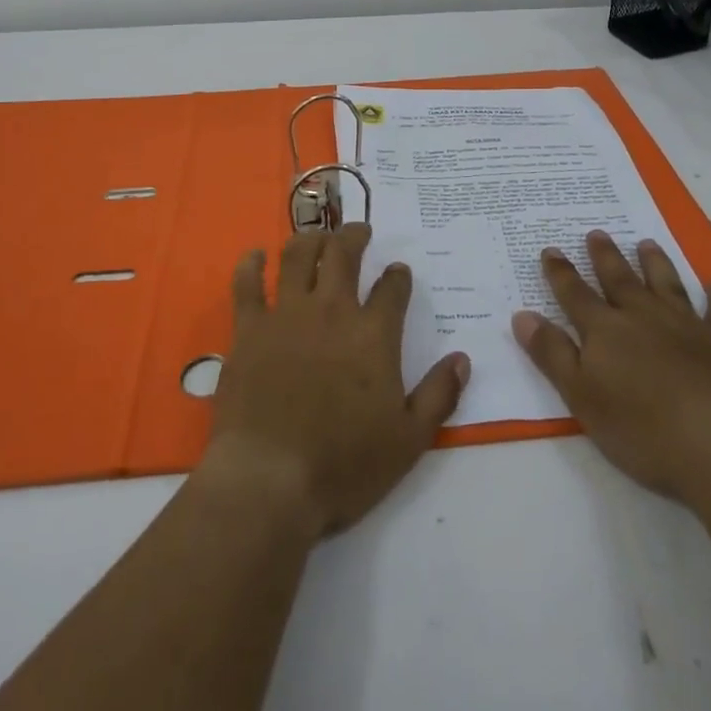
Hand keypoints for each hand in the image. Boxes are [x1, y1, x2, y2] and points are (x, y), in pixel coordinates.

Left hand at [203, 224, 470, 540]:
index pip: (392, 289)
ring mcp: (286, 315)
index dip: (398, 276)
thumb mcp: (409, 440)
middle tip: (359, 231)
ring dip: (311, 239)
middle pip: (344, 254)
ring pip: (298, 256)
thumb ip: (439, 395)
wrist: (270, 478)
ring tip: (317, 237)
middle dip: (354, 236)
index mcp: (373, 334)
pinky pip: (247, 284)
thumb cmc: (344, 464)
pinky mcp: (249, 329)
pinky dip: (251, 265)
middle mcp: (331, 311)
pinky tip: (256, 256)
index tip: (398, 272)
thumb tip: (462, 359)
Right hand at [512, 231, 710, 503]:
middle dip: (605, 257)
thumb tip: (523, 315)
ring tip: (646, 243)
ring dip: (655, 264)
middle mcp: (643, 317)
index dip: (560, 274)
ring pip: (667, 285)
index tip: (550, 250)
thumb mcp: (582, 397)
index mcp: (605, 331)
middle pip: (620, 281)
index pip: (575, 295)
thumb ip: (552, 354)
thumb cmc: (642, 428)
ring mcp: (687, 326)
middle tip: (597, 233)